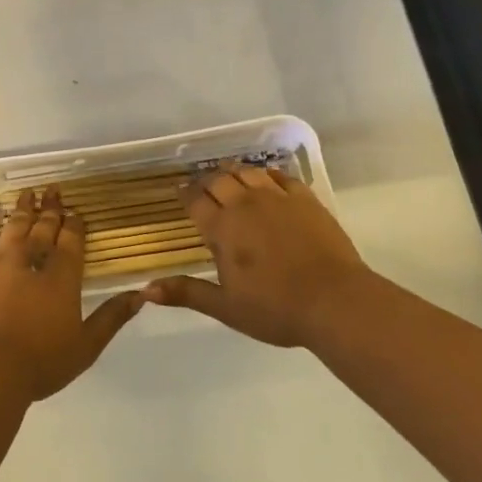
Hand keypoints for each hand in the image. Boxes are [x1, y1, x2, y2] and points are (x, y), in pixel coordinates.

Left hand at [0, 186, 143, 403]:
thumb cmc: (41, 362)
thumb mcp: (86, 346)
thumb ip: (112, 317)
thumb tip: (141, 294)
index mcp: (62, 276)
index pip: (71, 240)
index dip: (74, 224)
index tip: (76, 211)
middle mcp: (32, 259)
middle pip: (43, 227)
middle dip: (51, 208)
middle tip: (53, 189)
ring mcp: (0, 261)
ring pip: (15, 225)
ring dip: (23, 207)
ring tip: (28, 192)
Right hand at [143, 164, 369, 347]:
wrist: (335, 301)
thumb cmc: (275, 309)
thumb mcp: (226, 307)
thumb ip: (187, 293)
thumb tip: (146, 290)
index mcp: (222, 228)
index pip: (195, 201)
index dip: (185, 195)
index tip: (180, 192)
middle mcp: (245, 204)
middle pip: (218, 180)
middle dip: (206, 181)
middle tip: (203, 186)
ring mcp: (277, 197)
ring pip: (247, 172)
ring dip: (234, 172)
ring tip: (229, 176)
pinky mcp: (304, 198)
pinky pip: (281, 176)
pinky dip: (267, 174)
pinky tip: (267, 179)